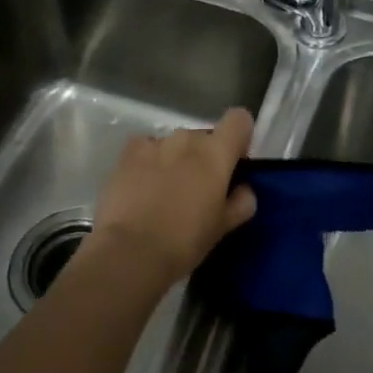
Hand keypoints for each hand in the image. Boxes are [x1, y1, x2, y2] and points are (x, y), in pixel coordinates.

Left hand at [85, 107, 257, 286]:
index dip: (239, 137)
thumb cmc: (185, 241)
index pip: (239, 119)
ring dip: (176, 160)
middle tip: (197, 190)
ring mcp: (156, 142)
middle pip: (205, 137)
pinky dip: (148, 161)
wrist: (130, 252)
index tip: (234, 163)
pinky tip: (142, 185)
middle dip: (204, 158)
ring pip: (175, 144)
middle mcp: (188, 138)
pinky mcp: (129, 152)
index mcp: (217, 153)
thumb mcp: (223, 227)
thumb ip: (241, 202)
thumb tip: (243, 190)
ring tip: (164, 193)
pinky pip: (146, 147)